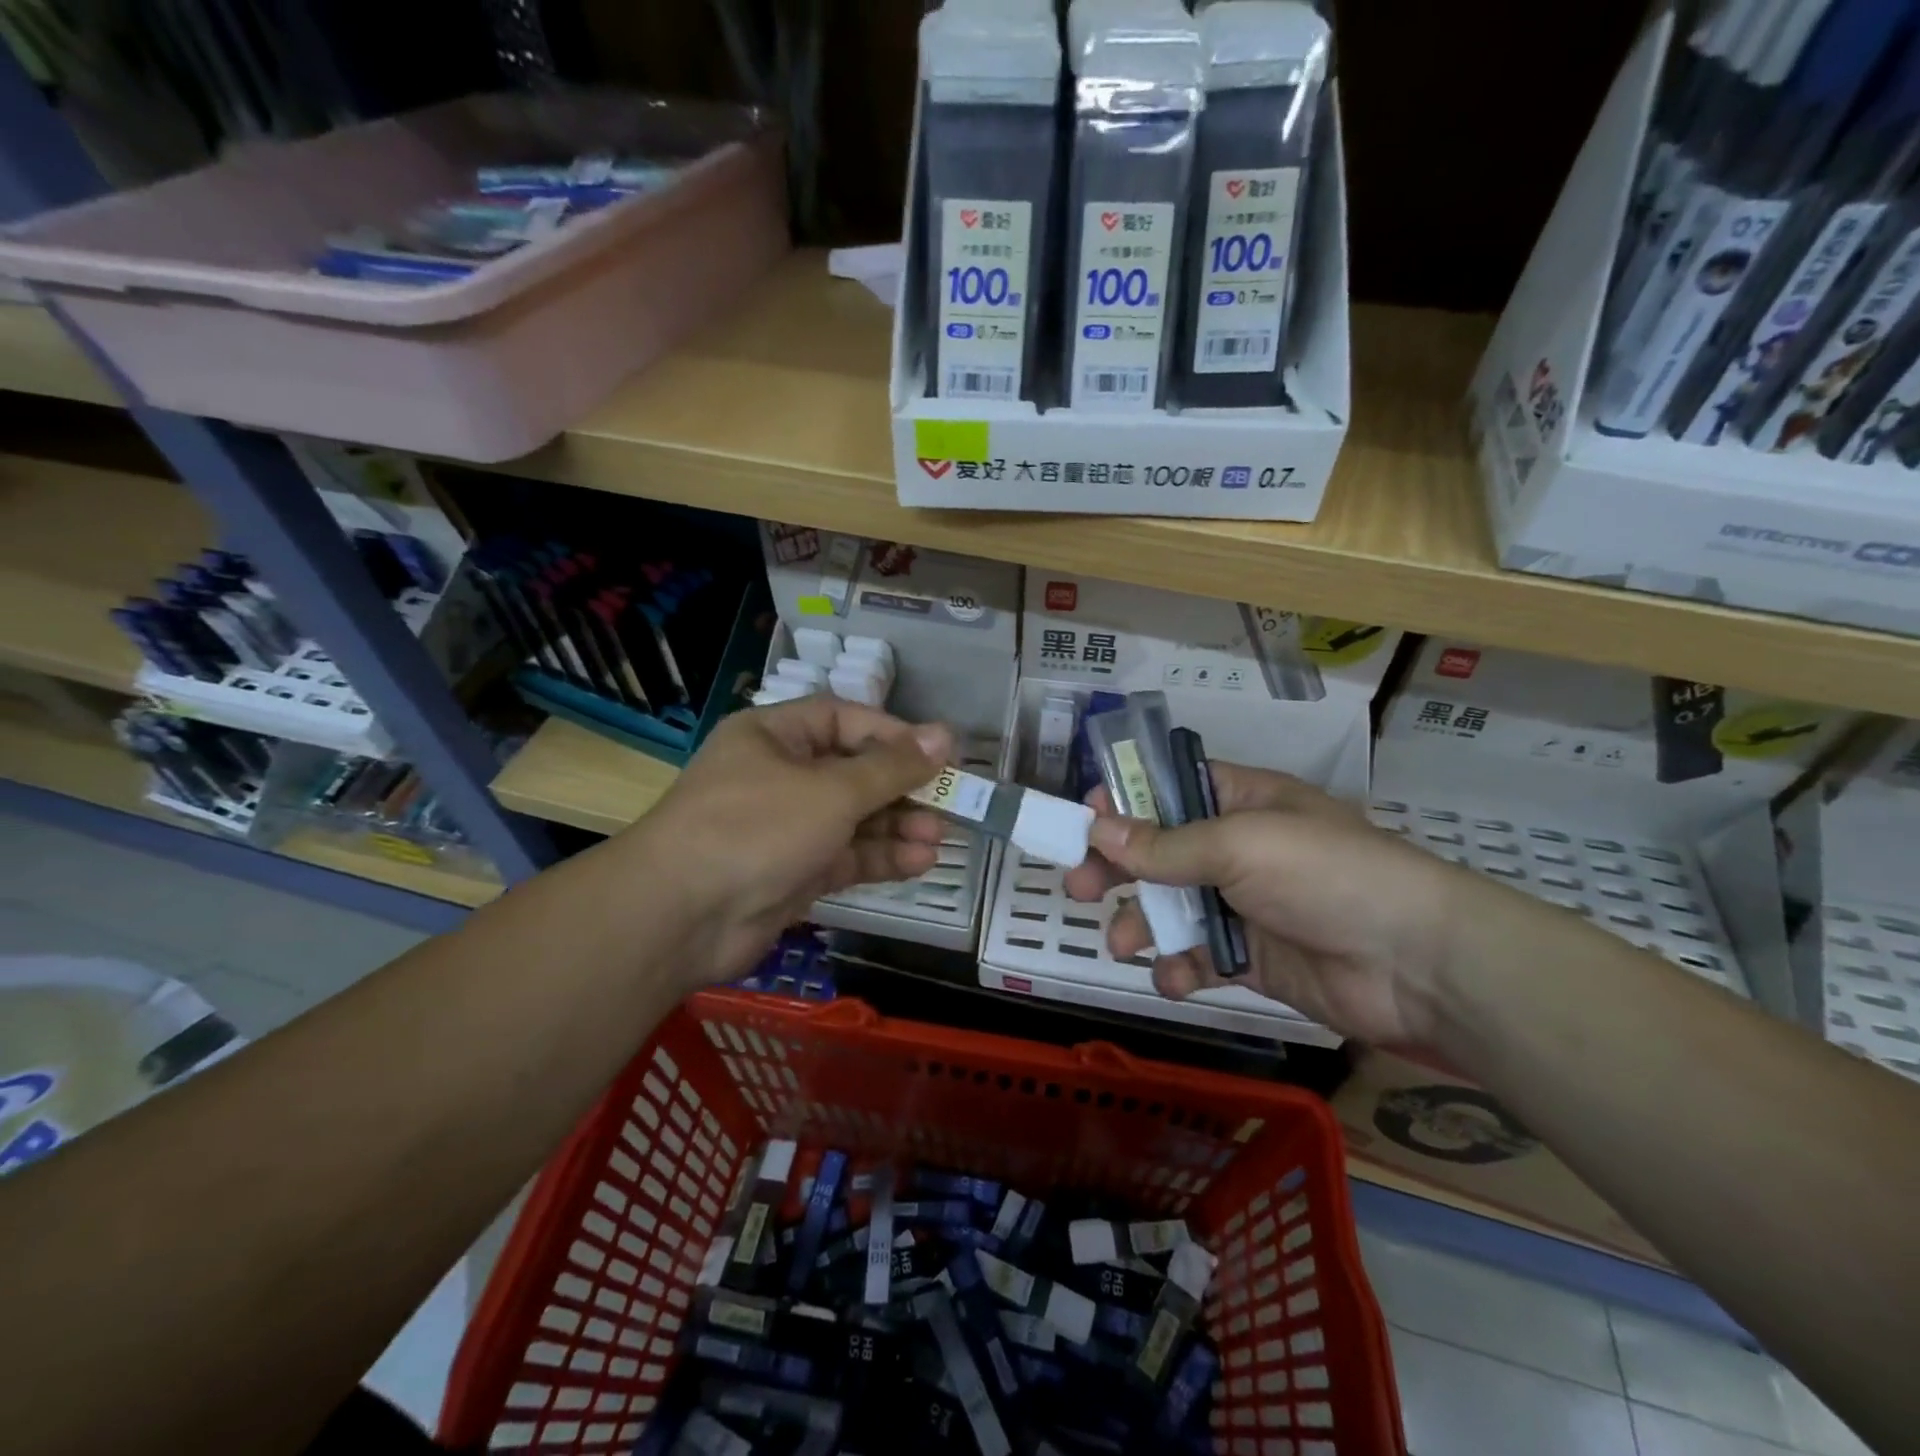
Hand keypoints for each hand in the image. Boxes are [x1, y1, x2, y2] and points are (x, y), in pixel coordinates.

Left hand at [627, 697, 953, 987]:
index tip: (938, 754)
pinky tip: (919, 862)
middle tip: (950, 803)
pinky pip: (844, 856)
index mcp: (774, 736)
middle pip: (853, 772)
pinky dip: (880, 858)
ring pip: (852, 819)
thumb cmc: (756, 828)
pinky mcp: (792, 873)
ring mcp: (785, 828)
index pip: (844, 720)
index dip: (893, 734)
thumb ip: (890, 768)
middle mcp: (779, 776)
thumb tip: (943, 737)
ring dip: (896, 827)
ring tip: (939, 838)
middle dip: (901, 789)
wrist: (680, 918)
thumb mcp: (831, 790)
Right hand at [1063, 762, 1504, 1049]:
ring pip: (1174, 908)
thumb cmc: (1326, 875)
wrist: (1417, 965)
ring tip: (1122, 943)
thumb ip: (1165, 844)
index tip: (1084, 818)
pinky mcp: (1253, 959)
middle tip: (1077, 886)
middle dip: (1119, 868)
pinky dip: (1179, 968)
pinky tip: (1172, 977)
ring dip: (1143, 924)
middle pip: (1161, 851)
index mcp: (1244, 803)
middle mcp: (1240, 849)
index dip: (1127, 799)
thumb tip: (1098, 829)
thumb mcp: (1240, 845)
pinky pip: (1200, 958)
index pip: (1172, 789)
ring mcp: (1246, 906)